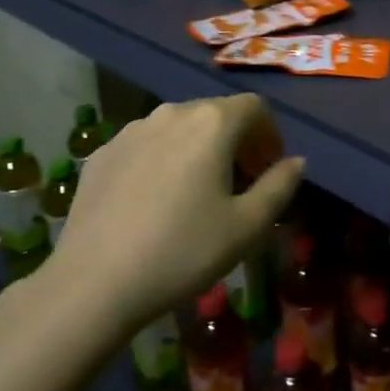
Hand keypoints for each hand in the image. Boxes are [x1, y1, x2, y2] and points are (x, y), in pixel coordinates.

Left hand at [50, 95, 304, 334]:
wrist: (94, 283)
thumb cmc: (183, 251)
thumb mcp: (247, 226)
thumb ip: (279, 187)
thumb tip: (296, 162)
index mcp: (212, 123)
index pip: (255, 107)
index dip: (270, 135)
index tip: (270, 169)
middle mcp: (172, 113)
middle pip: (216, 114)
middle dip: (237, 142)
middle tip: (241, 184)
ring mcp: (131, 130)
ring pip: (179, 128)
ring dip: (198, 149)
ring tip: (197, 193)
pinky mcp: (102, 153)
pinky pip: (146, 146)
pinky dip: (163, 161)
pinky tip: (155, 202)